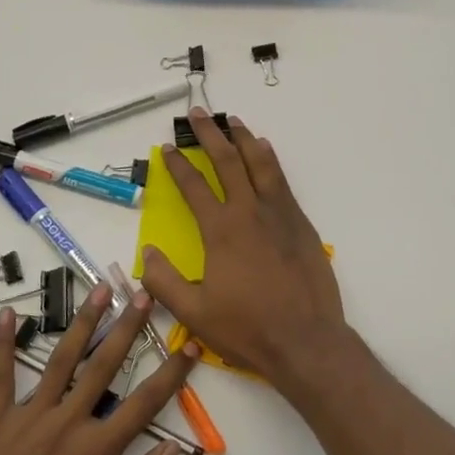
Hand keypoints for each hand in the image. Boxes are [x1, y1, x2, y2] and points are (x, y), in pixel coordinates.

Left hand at [0, 284, 196, 454]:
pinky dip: (1, 346)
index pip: (143, 405)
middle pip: (103, 367)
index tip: (189, 345)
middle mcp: (63, 427)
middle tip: (143, 293)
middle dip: (127, 327)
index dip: (171, 373)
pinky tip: (4, 315)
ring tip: (99, 289)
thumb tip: (171, 450)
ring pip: (60, 362)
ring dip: (82, 323)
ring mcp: (26, 422)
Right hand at [141, 107, 346, 394]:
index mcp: (220, 230)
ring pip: (259, 163)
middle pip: (227, 161)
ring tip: (233, 120)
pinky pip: (281, 180)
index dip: (178, 164)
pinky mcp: (300, 222)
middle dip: (210, 134)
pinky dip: (270, 160)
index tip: (168, 147)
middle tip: (199, 113)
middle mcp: (249, 211)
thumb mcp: (193, 313)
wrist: (306, 341)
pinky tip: (265, 151)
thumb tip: (148, 252)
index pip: (193, 186)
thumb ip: (164, 281)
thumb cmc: (247, 328)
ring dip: (243, 138)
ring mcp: (278, 214)